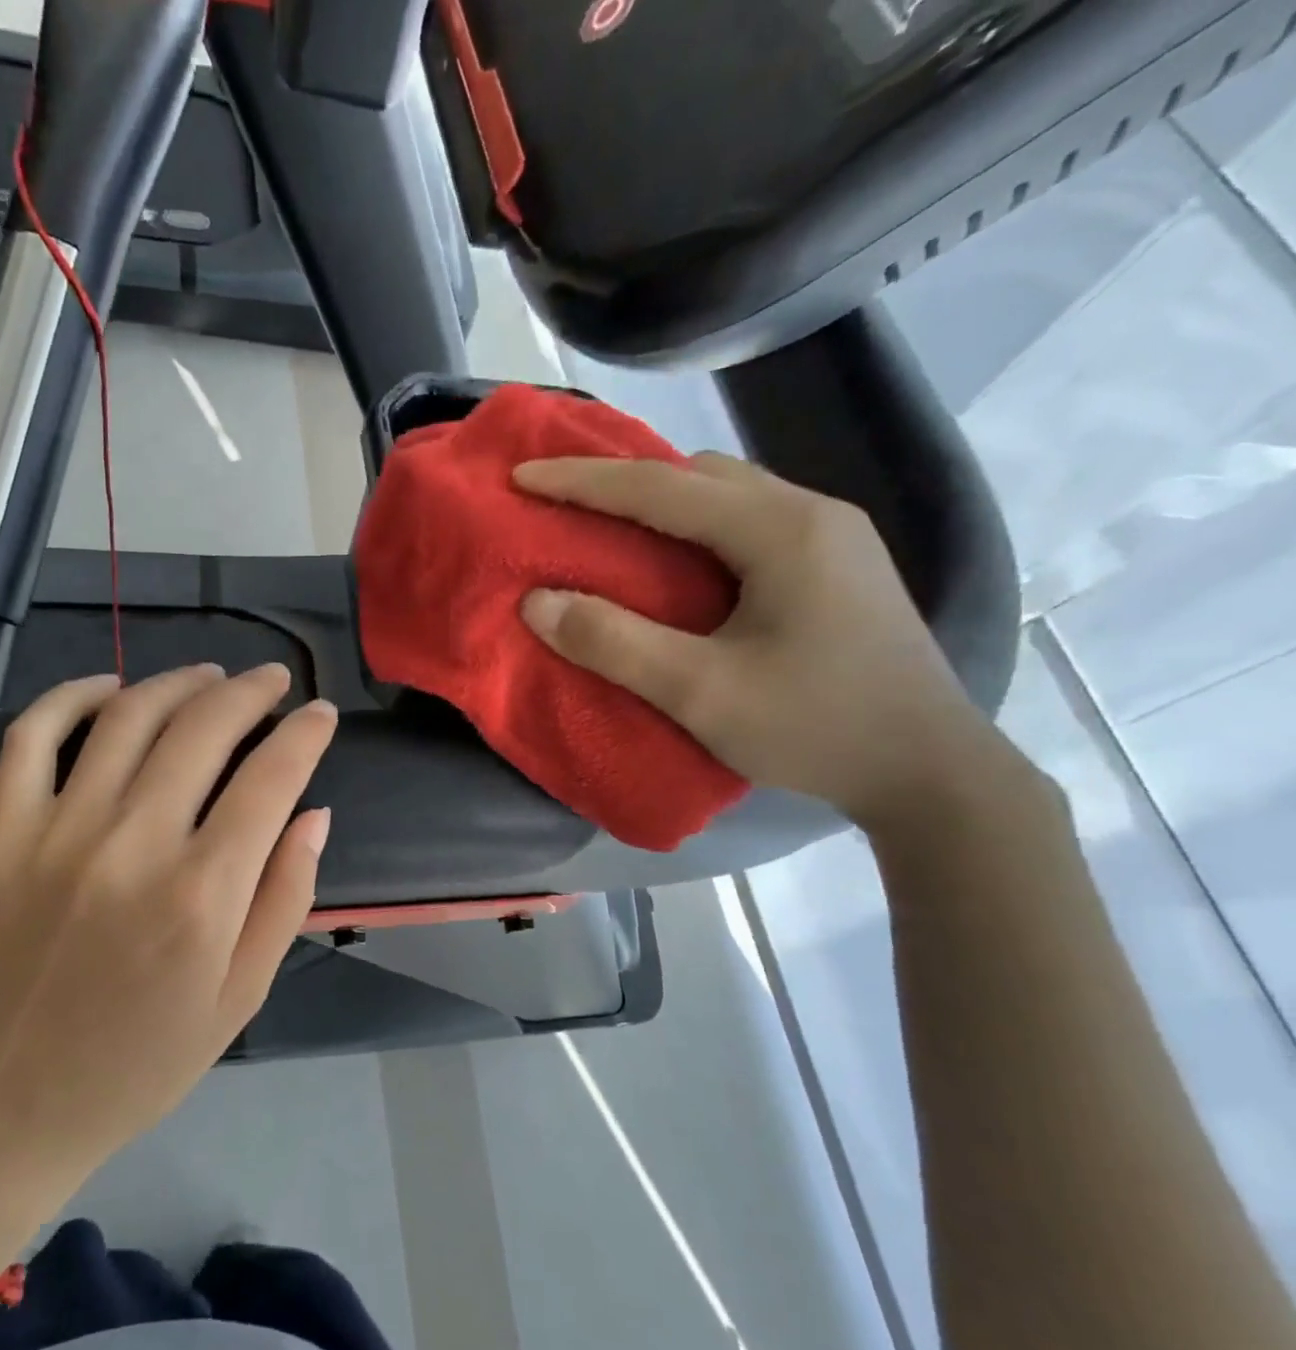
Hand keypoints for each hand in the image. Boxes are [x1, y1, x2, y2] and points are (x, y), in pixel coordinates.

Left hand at [0, 664, 335, 1272]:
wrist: (13, 1103)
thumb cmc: (144, 1060)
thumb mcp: (241, 997)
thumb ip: (286, 897)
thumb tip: (313, 812)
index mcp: (202, 894)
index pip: (271, 779)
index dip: (306, 734)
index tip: (322, 713)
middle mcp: (133, 845)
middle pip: (203, 729)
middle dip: (250, 692)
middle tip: (273, 680)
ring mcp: (58, 832)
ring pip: (127, 716)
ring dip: (178, 682)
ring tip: (210, 676)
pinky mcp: (3, 834)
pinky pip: (32, 737)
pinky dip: (70, 696)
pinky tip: (109, 687)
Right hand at [515, 452, 1009, 829]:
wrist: (929, 771)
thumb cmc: (815, 728)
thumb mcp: (700, 693)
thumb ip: (614, 644)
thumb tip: (537, 602)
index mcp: (781, 530)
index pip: (661, 488)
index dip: (582, 482)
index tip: (521, 477)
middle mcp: (811, 513)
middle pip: (698, 475)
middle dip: (621, 481)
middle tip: (561, 501)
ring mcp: (832, 536)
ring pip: (726, 493)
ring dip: (661, 501)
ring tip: (609, 526)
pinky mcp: (836, 564)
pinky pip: (746, 520)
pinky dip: (693, 525)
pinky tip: (676, 560)